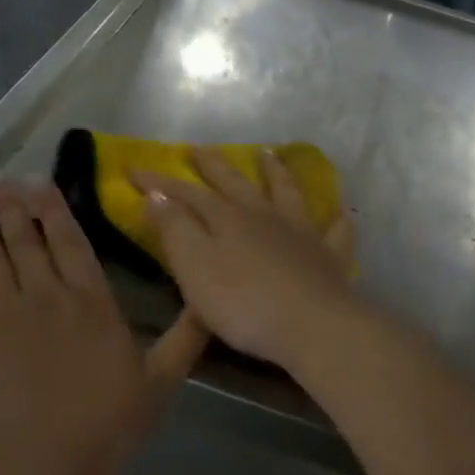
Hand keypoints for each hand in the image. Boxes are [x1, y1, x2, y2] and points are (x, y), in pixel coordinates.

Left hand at [0, 175, 207, 474]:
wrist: (34, 461)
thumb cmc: (102, 427)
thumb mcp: (159, 385)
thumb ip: (185, 340)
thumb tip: (210, 302)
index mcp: (92, 302)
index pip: (73, 244)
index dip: (56, 212)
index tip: (41, 183)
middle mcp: (46, 293)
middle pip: (27, 241)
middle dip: (15, 207)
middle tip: (1, 179)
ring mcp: (0, 309)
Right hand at [132, 148, 359, 371]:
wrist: (312, 325)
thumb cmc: (243, 303)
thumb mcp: (195, 268)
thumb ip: (175, 230)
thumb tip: (157, 195)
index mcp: (227, 218)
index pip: (186, 193)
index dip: (159, 181)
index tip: (134, 169)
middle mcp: (264, 216)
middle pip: (235, 183)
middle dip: (214, 165)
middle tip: (199, 148)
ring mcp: (301, 233)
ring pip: (287, 193)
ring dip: (276, 172)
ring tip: (268, 153)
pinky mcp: (329, 257)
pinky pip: (335, 231)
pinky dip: (336, 219)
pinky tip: (340, 212)